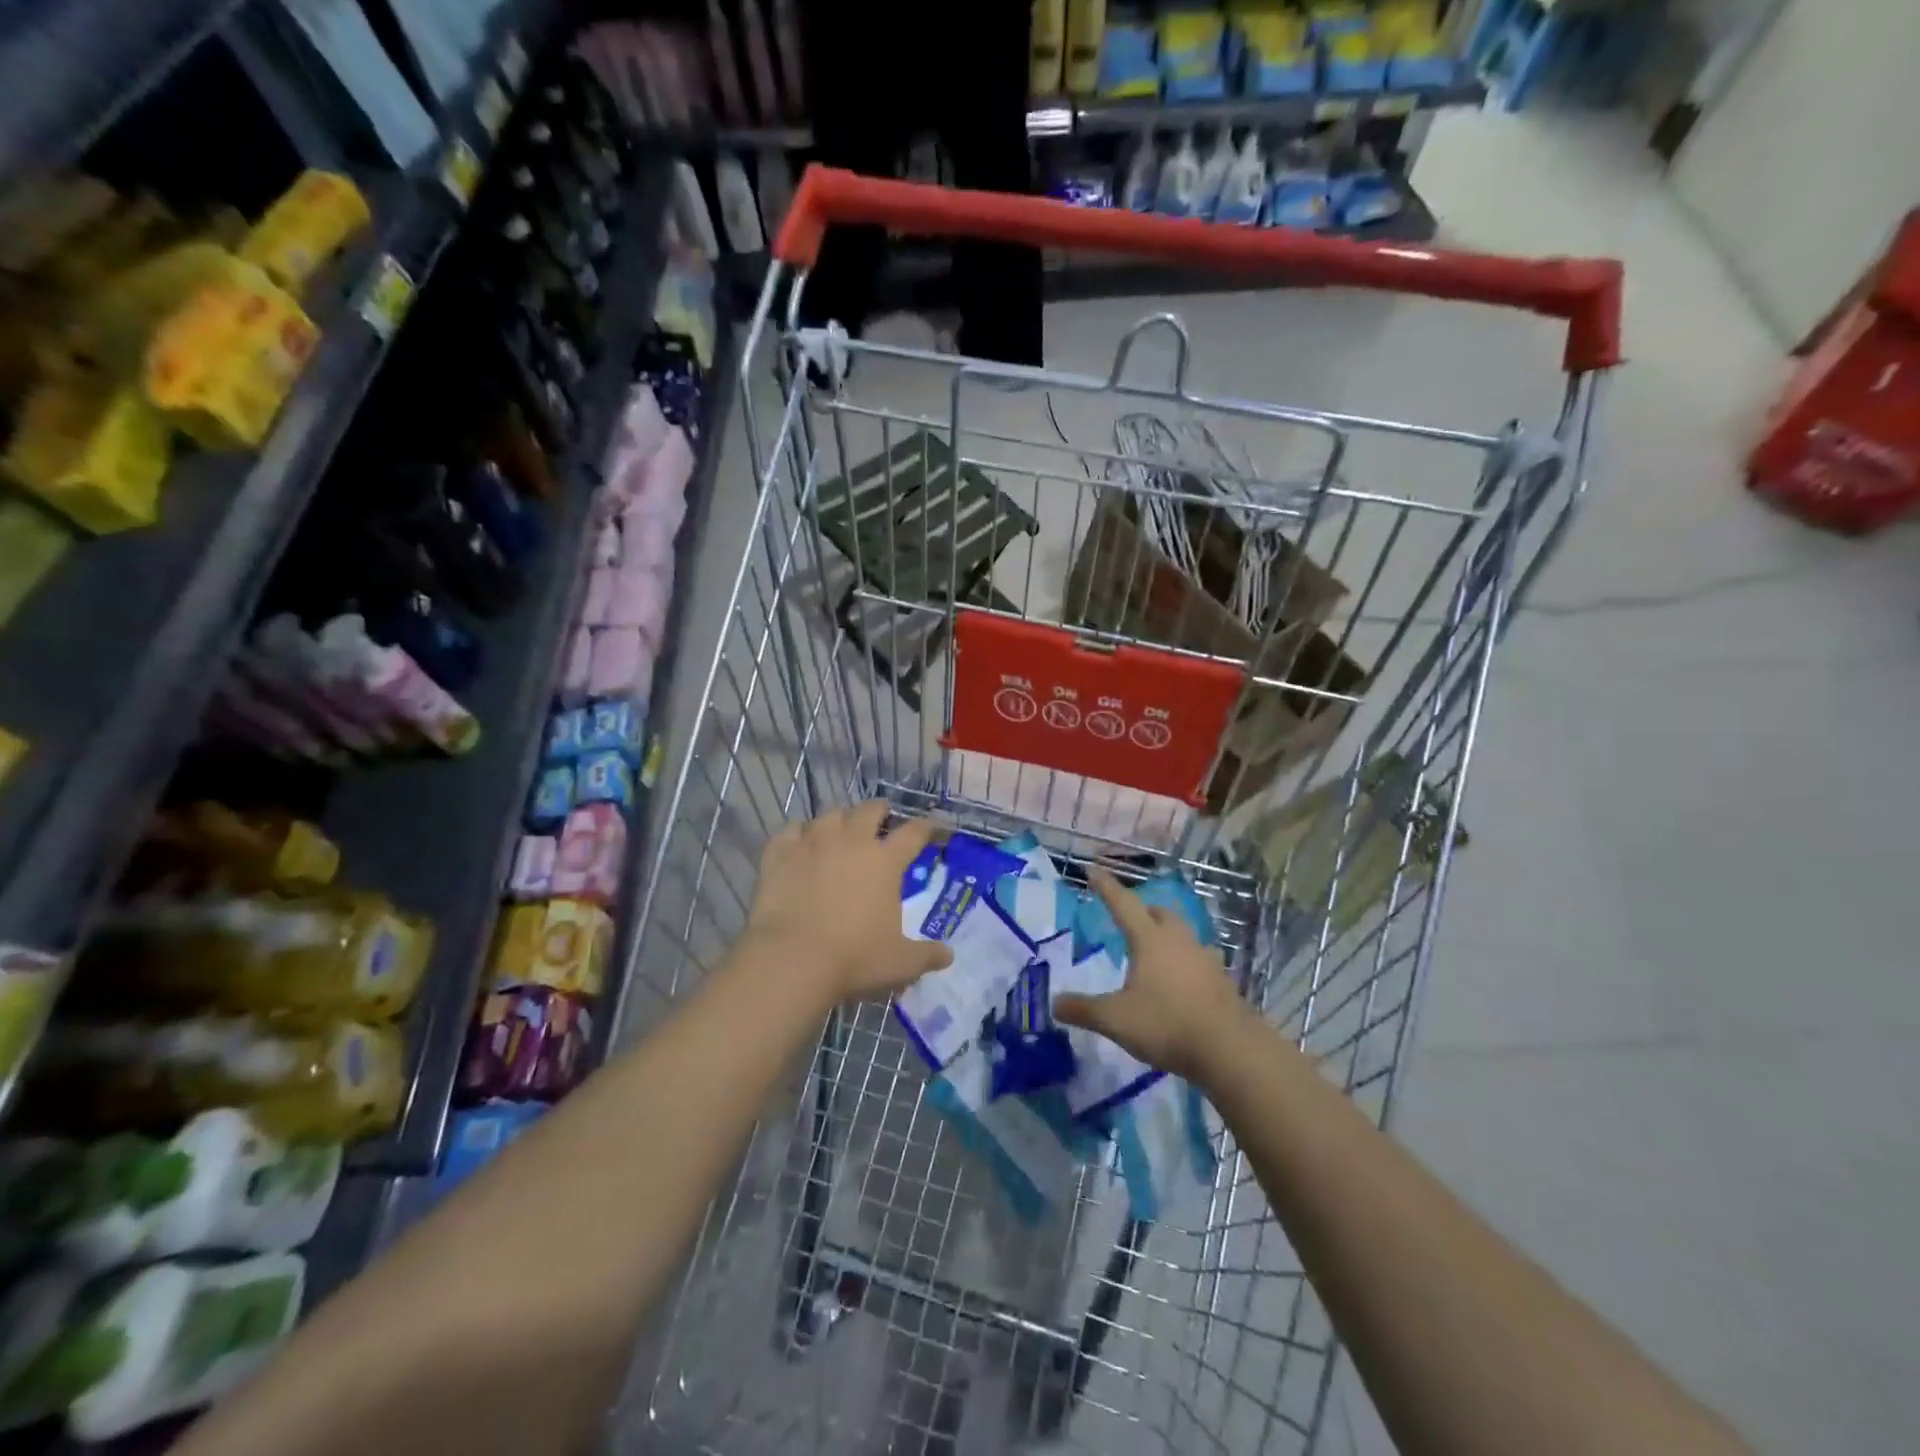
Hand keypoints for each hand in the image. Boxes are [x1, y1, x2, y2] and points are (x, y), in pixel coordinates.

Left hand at [745, 802, 952, 1004]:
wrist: (792, 960)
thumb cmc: (854, 958)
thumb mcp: (900, 963)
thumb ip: (926, 955)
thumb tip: (948, 956)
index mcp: (885, 861)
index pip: (913, 833)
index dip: (926, 827)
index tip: (931, 828)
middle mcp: (851, 842)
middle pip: (869, 810)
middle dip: (879, 810)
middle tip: (881, 816)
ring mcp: (813, 843)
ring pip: (829, 815)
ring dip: (838, 820)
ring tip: (838, 829)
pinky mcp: (780, 853)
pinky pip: (790, 831)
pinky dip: (797, 834)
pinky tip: (798, 843)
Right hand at [1053, 868, 1249, 1082]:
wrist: (1230, 1048)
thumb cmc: (1167, 1024)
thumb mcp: (1116, 1020)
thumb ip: (1084, 1010)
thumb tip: (1054, 1003)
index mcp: (1149, 940)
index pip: (1123, 904)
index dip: (1106, 887)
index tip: (1093, 870)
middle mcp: (1178, 940)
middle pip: (1159, 913)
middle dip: (1141, 910)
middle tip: (1127, 916)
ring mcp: (1204, 958)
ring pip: (1182, 932)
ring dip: (1166, 932)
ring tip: (1155, 945)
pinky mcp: (1221, 979)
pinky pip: (1198, 957)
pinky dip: (1185, 958)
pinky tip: (1183, 975)